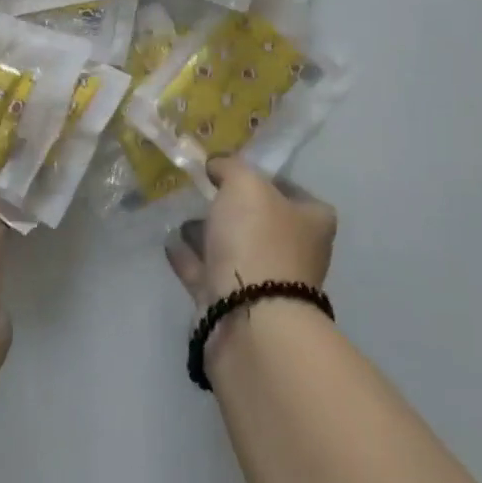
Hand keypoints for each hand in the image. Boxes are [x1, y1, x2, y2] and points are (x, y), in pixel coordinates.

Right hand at [164, 156, 336, 310]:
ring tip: (180, 217)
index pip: (292, 191)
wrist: (248, 316)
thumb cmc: (258, 241)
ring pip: (233, 250)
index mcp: (312, 222)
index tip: (231, 171)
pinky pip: (207, 274)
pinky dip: (190, 258)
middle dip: (231, 209)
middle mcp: (294, 252)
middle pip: (260, 222)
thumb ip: (231, 167)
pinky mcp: (233, 306)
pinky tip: (169, 243)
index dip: (263, 178)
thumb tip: (218, 165)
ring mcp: (264, 283)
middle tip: (202, 192)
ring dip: (208, 234)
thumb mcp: (246, 185)